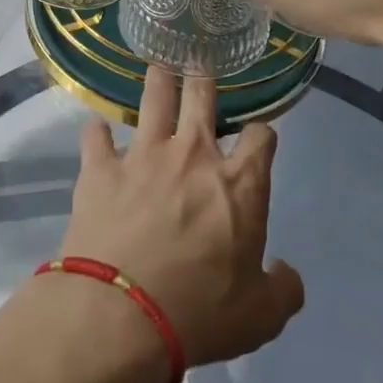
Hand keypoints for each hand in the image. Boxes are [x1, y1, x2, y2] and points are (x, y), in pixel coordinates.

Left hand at [59, 68, 303, 371]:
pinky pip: (95, 137)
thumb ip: (283, 289)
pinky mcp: (101, 169)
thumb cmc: (200, 314)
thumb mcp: (262, 316)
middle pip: (203, 96)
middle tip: (199, 67)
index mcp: (239, 184)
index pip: (261, 136)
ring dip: (157, 81)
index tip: (257, 141)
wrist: (121, 316)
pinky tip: (96, 131)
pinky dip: (97, 133)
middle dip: (204, 79)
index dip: (262, 135)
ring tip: (158, 66)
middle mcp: (193, 155)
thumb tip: (287, 273)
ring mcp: (143, 156)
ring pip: (153, 99)